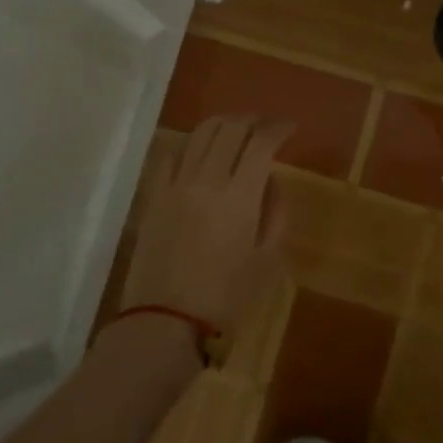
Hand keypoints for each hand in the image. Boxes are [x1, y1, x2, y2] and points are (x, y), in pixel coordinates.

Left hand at [120, 115, 293, 329]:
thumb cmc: (225, 298)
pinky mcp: (153, 195)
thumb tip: (270, 182)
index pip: (261, 144)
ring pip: (199, 134)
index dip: (278, 130)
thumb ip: (275, 214)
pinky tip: (199, 151)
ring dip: (222, 124)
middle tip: (264, 125)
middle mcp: (207, 180)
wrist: (164, 322)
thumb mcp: (266, 261)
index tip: (289, 129)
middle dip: (252, 120)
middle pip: (230, 129)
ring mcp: (175, 185)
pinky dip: (191, 144)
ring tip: (236, 130)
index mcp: (240, 197)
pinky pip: (171, 155)